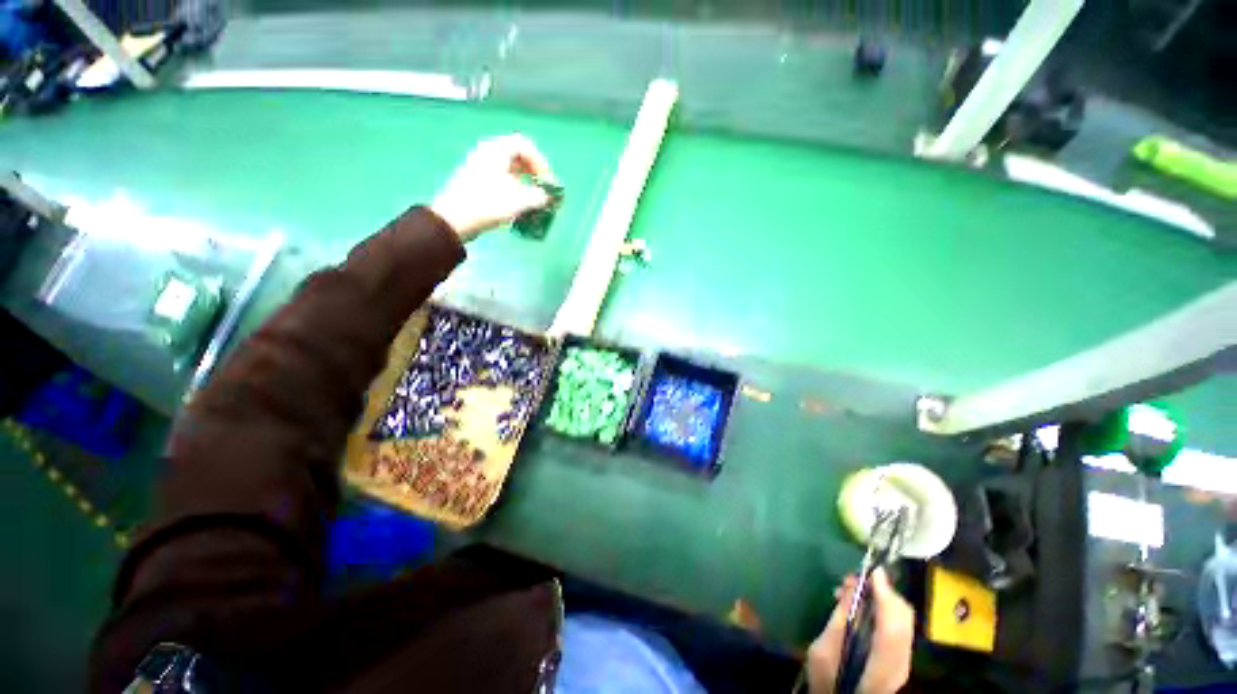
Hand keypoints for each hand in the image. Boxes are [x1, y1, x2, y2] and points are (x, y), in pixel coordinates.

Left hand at [430, 134, 556, 241]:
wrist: (455, 219)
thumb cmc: (488, 205)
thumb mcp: (519, 201)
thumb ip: (538, 197)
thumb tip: (547, 197)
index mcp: (497, 150)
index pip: (524, 145)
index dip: (540, 162)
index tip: (546, 180)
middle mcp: (487, 152)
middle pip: (516, 154)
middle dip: (533, 171)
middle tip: (541, 187)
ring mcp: (480, 165)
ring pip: (508, 166)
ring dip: (524, 180)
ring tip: (531, 197)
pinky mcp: (476, 179)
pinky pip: (500, 176)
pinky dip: (512, 186)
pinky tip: (516, 202)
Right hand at [806, 569, 914, 693]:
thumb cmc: (827, 680)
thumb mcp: (825, 650)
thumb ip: (841, 619)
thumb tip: (853, 587)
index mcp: (882, 664)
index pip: (893, 622)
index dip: (885, 593)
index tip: (873, 570)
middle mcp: (900, 662)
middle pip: (902, 617)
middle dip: (882, 591)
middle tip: (854, 579)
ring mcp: (902, 661)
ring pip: (901, 620)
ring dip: (880, 599)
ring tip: (851, 590)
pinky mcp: (898, 659)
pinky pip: (896, 626)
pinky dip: (882, 610)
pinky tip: (860, 606)